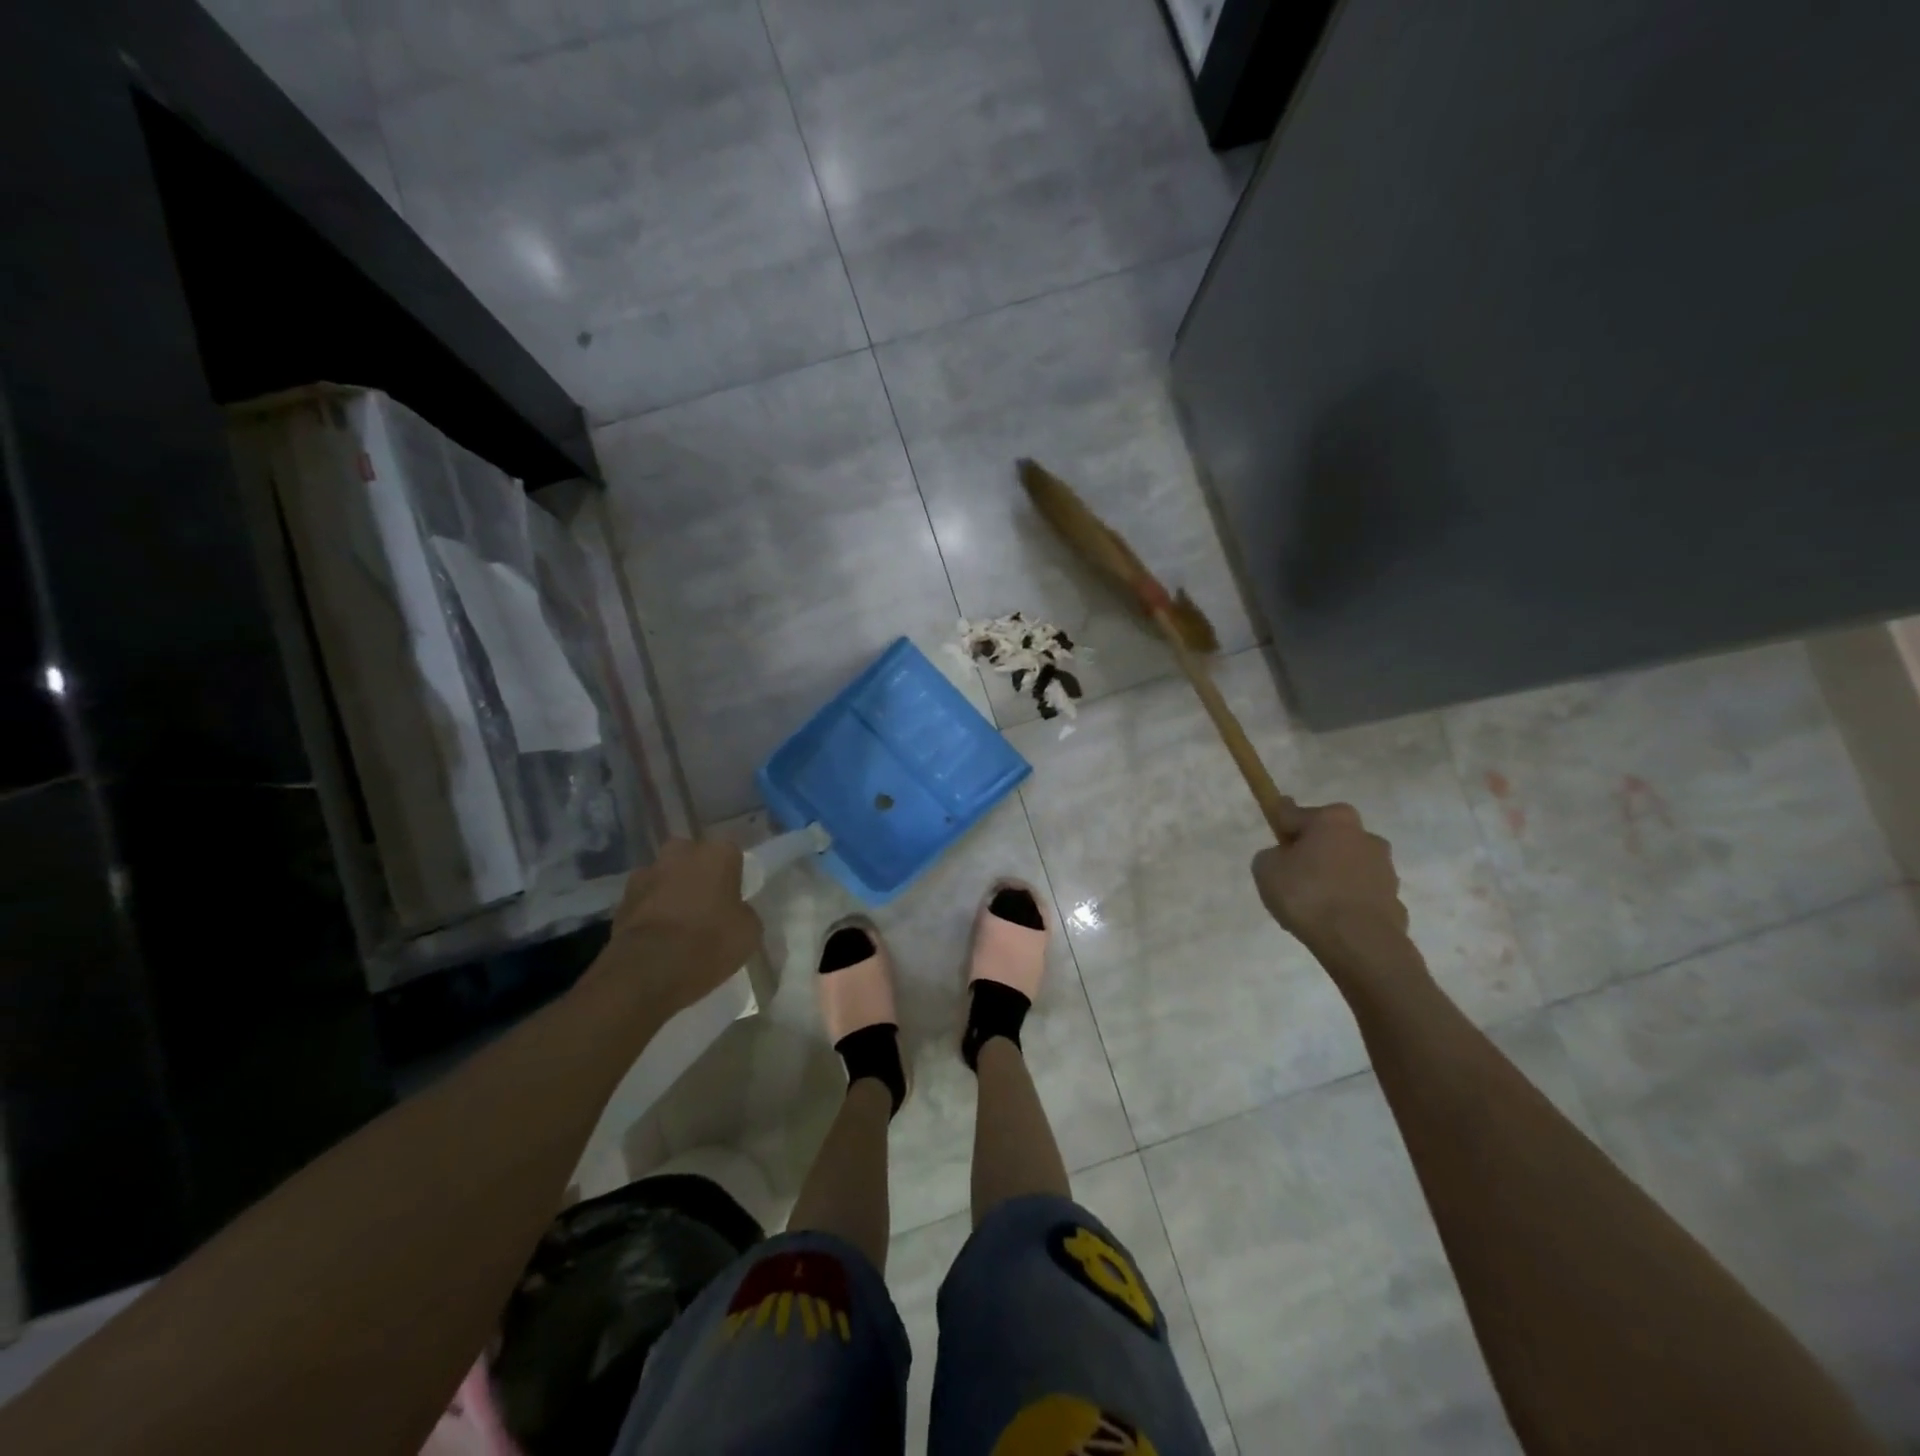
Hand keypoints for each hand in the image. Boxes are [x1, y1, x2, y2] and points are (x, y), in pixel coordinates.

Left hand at [590, 839, 761, 1015]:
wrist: (648, 971)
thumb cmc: (709, 942)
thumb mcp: (749, 931)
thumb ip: (742, 911)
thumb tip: (733, 911)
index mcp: (717, 853)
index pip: (730, 855)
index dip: (732, 877)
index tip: (732, 899)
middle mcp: (680, 853)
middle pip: (692, 859)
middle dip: (696, 876)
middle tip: (705, 906)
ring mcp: (646, 874)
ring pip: (664, 878)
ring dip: (669, 893)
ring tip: (677, 926)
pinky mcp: (620, 900)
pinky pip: (644, 902)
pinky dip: (649, 914)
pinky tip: (657, 940)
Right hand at [1251, 802, 1409, 952]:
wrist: (1359, 943)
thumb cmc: (1307, 895)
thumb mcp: (1266, 868)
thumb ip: (1272, 854)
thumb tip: (1285, 857)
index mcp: (1333, 819)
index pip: (1295, 814)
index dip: (1280, 824)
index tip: (1274, 830)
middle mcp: (1365, 835)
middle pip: (1328, 838)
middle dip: (1312, 851)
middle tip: (1291, 875)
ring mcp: (1385, 868)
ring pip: (1347, 866)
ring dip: (1332, 876)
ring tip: (1312, 904)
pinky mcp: (1394, 899)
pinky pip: (1361, 894)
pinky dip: (1348, 901)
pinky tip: (1332, 919)